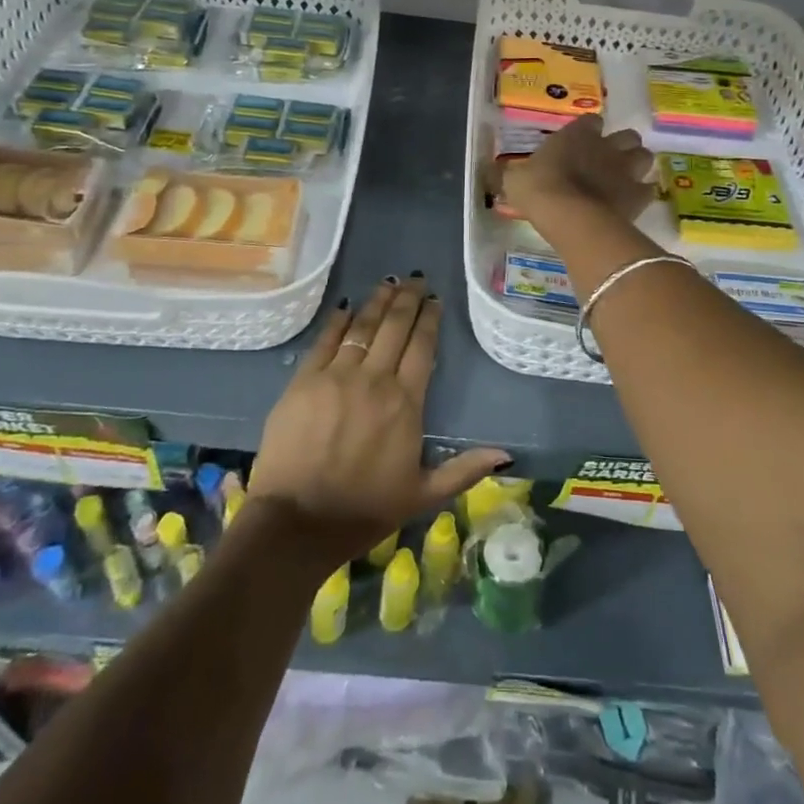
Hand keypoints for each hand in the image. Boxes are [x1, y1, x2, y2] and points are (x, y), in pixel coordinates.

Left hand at [247, 277, 507, 573]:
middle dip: (408, 299)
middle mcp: (375, 380)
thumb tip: (506, 456)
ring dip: (378, 301)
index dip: (430, 319)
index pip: (422, 347)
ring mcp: (336, 376)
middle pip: (395, 327)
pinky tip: (347, 307)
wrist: (297, 524)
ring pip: (363, 326)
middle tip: (416, 279)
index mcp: (405, 404)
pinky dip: (339, 321)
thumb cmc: (364, 511)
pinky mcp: (304, 381)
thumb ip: (463, 470)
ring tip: (389, 282)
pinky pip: (326, 340)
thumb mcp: (422, 496)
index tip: (435, 300)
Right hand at [497, 114, 656, 223]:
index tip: (583, 140)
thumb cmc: (539, 189)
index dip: (590, 130)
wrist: (569, 215)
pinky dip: (642, 194)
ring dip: (637, 165)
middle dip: (622, 145)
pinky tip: (631, 203)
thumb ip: (506, 173)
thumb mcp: (513, 179)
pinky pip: (648, 189)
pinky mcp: (638, 195)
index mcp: (577, 134)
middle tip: (609, 160)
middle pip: (627, 136)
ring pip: (644, 157)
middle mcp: (606, 146)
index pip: (591, 121)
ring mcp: (626, 169)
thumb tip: (488, 172)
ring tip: (625, 178)